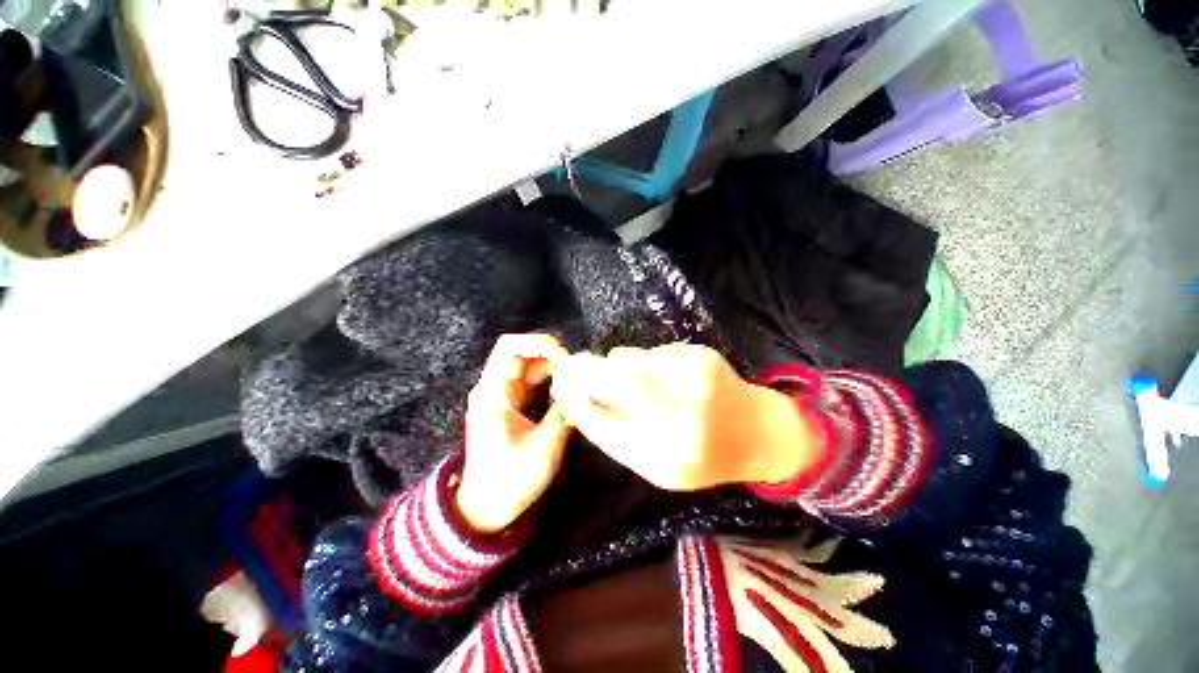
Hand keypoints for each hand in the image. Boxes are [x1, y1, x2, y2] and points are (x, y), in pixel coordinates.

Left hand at [456, 334, 572, 534]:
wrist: (486, 506)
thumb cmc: (509, 481)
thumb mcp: (542, 449)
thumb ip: (563, 415)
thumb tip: (583, 390)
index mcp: (493, 394)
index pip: (510, 348)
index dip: (539, 344)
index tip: (565, 360)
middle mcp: (495, 387)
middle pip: (523, 352)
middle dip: (552, 355)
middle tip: (577, 370)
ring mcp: (503, 394)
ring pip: (531, 365)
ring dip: (554, 368)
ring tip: (576, 381)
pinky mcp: (512, 403)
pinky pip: (534, 381)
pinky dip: (552, 380)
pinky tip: (567, 391)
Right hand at [551, 343, 818, 490]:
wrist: (759, 432)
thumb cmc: (704, 457)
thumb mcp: (658, 465)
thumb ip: (617, 437)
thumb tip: (579, 403)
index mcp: (666, 456)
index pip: (601, 422)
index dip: (576, 400)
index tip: (562, 387)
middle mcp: (680, 415)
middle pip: (612, 379)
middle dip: (585, 370)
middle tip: (575, 365)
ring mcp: (692, 378)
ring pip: (629, 359)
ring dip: (619, 367)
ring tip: (636, 381)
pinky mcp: (701, 354)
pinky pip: (652, 353)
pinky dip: (647, 363)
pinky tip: (666, 376)